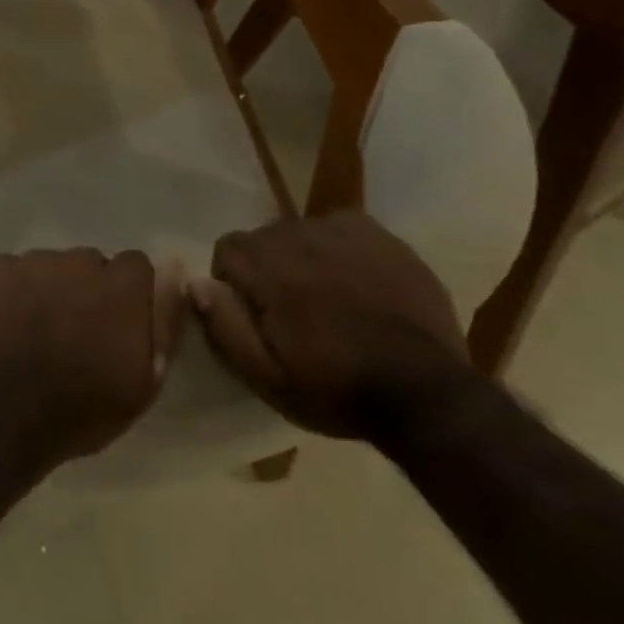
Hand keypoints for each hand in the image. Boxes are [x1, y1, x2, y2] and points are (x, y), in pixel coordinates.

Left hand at [0, 248, 184, 468]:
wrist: (2, 415)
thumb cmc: (82, 408)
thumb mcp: (145, 381)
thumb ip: (164, 320)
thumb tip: (175, 266)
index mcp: (121, 286)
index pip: (136, 266)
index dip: (128, 294)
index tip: (117, 325)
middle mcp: (80, 261)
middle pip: (90, 264)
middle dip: (86, 289)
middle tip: (73, 331)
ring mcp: (34, 261)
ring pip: (50, 265)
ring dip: (49, 288)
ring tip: (35, 330)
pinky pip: (12, 271)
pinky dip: (11, 291)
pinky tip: (3, 324)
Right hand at [191, 214, 471, 440]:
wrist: (427, 394)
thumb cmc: (337, 388)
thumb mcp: (267, 377)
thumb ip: (224, 325)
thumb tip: (196, 281)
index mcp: (269, 265)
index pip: (227, 249)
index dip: (234, 284)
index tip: (256, 317)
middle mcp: (301, 233)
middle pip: (264, 239)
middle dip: (270, 271)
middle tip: (295, 316)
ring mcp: (344, 230)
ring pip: (302, 233)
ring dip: (304, 260)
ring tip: (330, 302)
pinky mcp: (380, 235)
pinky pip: (340, 230)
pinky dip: (339, 251)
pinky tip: (356, 285)